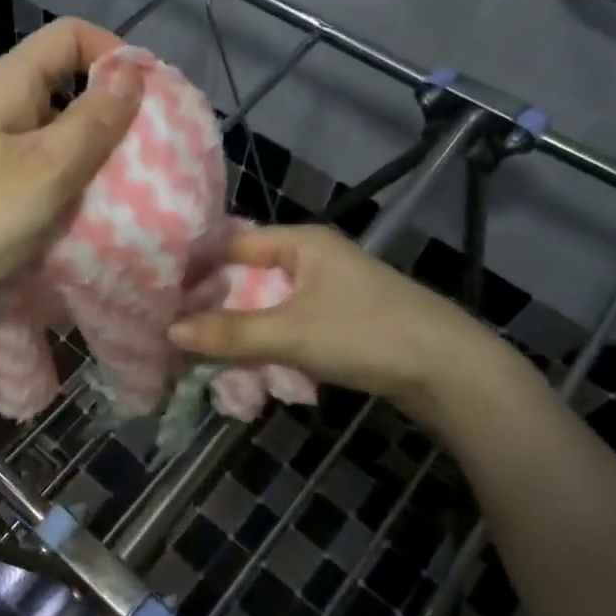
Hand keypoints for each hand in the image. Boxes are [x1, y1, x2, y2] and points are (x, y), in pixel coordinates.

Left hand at [0, 19, 142, 323]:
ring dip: (93, 154)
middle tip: (148, 152)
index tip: (150, 98)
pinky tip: (87, 211)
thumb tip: (133, 71)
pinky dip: (69, 182)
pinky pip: (41, 168)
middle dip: (112, 112)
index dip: (115, 54)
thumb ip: (95, 120)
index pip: (71, 35)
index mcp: (10, 83)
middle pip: (68, 83)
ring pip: (57, 132)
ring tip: (127, 187)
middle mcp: (0, 105)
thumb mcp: (47, 167)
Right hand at [167, 225, 507, 420]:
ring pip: (269, 303)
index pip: (235, 242)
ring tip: (202, 347)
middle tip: (176, 324)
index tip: (163, 287)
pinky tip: (247, 362)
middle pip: (250, 275)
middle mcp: (315, 258)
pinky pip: (290, 324)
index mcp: (303, 242)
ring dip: (240, 326)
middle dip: (215, 301)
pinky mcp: (343, 321)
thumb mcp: (290, 333)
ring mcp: (332, 290)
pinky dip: (267, 340)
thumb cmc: (367, 334)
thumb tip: (170, 332)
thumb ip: (230, 333)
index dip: (198, 264)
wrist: (453, 373)